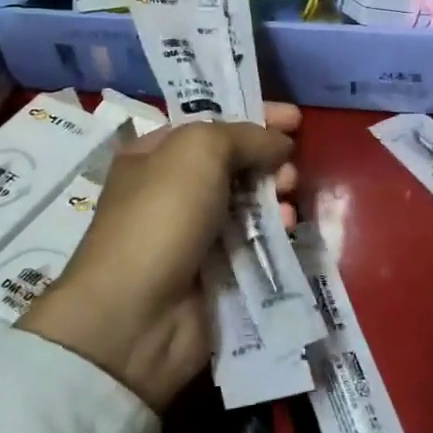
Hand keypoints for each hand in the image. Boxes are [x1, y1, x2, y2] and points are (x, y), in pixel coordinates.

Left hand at [20, 105, 299, 410]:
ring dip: (276, 195)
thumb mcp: (199, 151)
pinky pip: (254, 241)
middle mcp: (173, 191)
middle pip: (235, 163)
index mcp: (155, 155)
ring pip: (249, 202)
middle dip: (268, 159)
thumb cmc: (161, 216)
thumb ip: (245, 136)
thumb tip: (279, 144)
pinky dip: (274, 230)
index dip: (255, 116)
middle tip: (290, 168)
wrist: (137, 316)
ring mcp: (195, 234)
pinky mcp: (217, 271)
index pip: (213, 123)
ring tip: (290, 199)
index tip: (296, 118)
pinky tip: (288, 229)